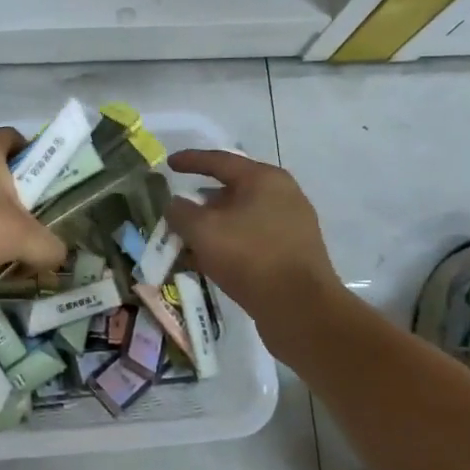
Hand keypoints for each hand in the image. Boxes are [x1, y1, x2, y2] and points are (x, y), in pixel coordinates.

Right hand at [166, 149, 350, 320]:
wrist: (300, 309)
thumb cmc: (249, 257)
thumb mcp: (202, 231)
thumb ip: (180, 211)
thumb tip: (175, 205)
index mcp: (264, 179)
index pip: (219, 160)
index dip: (190, 160)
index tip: (169, 164)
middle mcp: (283, 195)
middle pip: (233, 189)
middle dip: (202, 199)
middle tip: (179, 208)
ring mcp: (293, 224)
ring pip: (242, 216)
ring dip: (215, 225)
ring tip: (190, 239)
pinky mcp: (295, 252)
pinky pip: (253, 237)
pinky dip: (230, 242)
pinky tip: (212, 259)